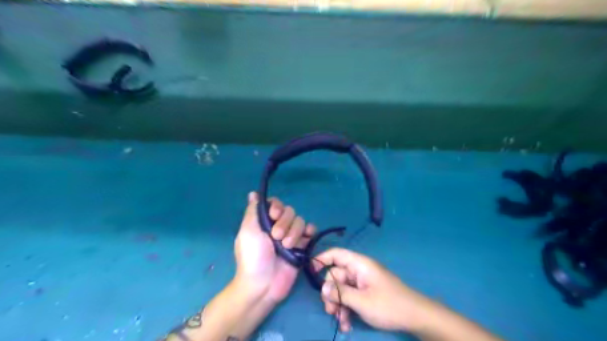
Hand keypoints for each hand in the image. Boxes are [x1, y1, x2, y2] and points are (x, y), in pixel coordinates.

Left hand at [233, 191, 317, 303]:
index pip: (276, 204)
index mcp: (265, 221)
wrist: (263, 284)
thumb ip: (253, 211)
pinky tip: (306, 239)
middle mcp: (279, 226)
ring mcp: (291, 236)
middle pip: (290, 211)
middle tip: (276, 237)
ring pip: (300, 221)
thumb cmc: (252, 257)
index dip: (277, 207)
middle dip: (285, 223)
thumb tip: (252, 193)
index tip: (274, 215)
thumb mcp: (248, 231)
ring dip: (294, 232)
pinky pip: (311, 231)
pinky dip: (310, 232)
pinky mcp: (302, 246)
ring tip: (287, 246)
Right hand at [312, 247, 435, 332]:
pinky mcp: (366, 293)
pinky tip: (346, 324)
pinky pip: (350, 297)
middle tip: (330, 310)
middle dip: (331, 293)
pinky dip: (347, 309)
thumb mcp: (362, 301)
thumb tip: (322, 288)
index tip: (310, 272)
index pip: (336, 254)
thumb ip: (340, 293)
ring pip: (342, 289)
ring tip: (340, 321)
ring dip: (338, 305)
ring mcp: (363, 282)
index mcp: (359, 264)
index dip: (322, 259)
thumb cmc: (388, 305)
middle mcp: (359, 270)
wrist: (415, 317)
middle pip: (336, 276)